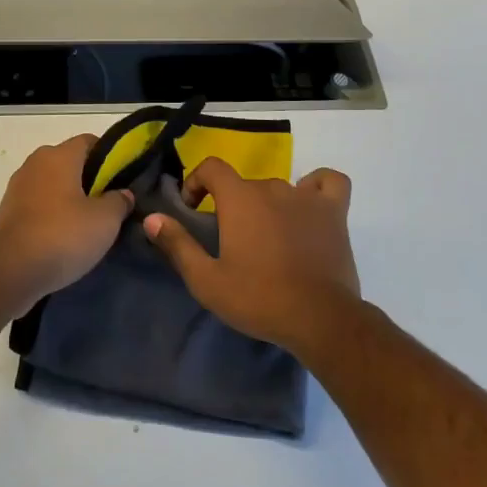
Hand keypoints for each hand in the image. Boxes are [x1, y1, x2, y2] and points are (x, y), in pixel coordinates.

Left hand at [0, 135, 132, 303]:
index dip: (109, 157)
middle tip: (108, 204)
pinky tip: (62, 236)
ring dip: (68, 197)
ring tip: (86, 223)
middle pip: (69, 162)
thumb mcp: (105, 220)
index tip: (121, 180)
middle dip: (89, 179)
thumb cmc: (63, 235)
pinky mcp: (6, 211)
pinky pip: (37, 203)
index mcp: (59, 155)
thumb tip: (122, 194)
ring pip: (52, 183)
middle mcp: (35, 162)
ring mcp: (17, 186)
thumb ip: (119, 201)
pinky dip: (50, 213)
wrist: (11, 271)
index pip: (90, 141)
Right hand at [144, 159, 361, 355]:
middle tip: (231, 241)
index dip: (197, 182)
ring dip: (267, 205)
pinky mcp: (334, 212)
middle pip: (245, 184)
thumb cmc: (259, 299)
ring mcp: (307, 197)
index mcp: (239, 197)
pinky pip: (327, 182)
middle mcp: (272, 187)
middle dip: (232, 205)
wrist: (320, 319)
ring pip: (279, 188)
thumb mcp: (207, 280)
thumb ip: (177, 244)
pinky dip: (316, 188)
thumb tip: (152, 218)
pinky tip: (309, 205)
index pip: (212, 167)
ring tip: (268, 237)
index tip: (193, 210)